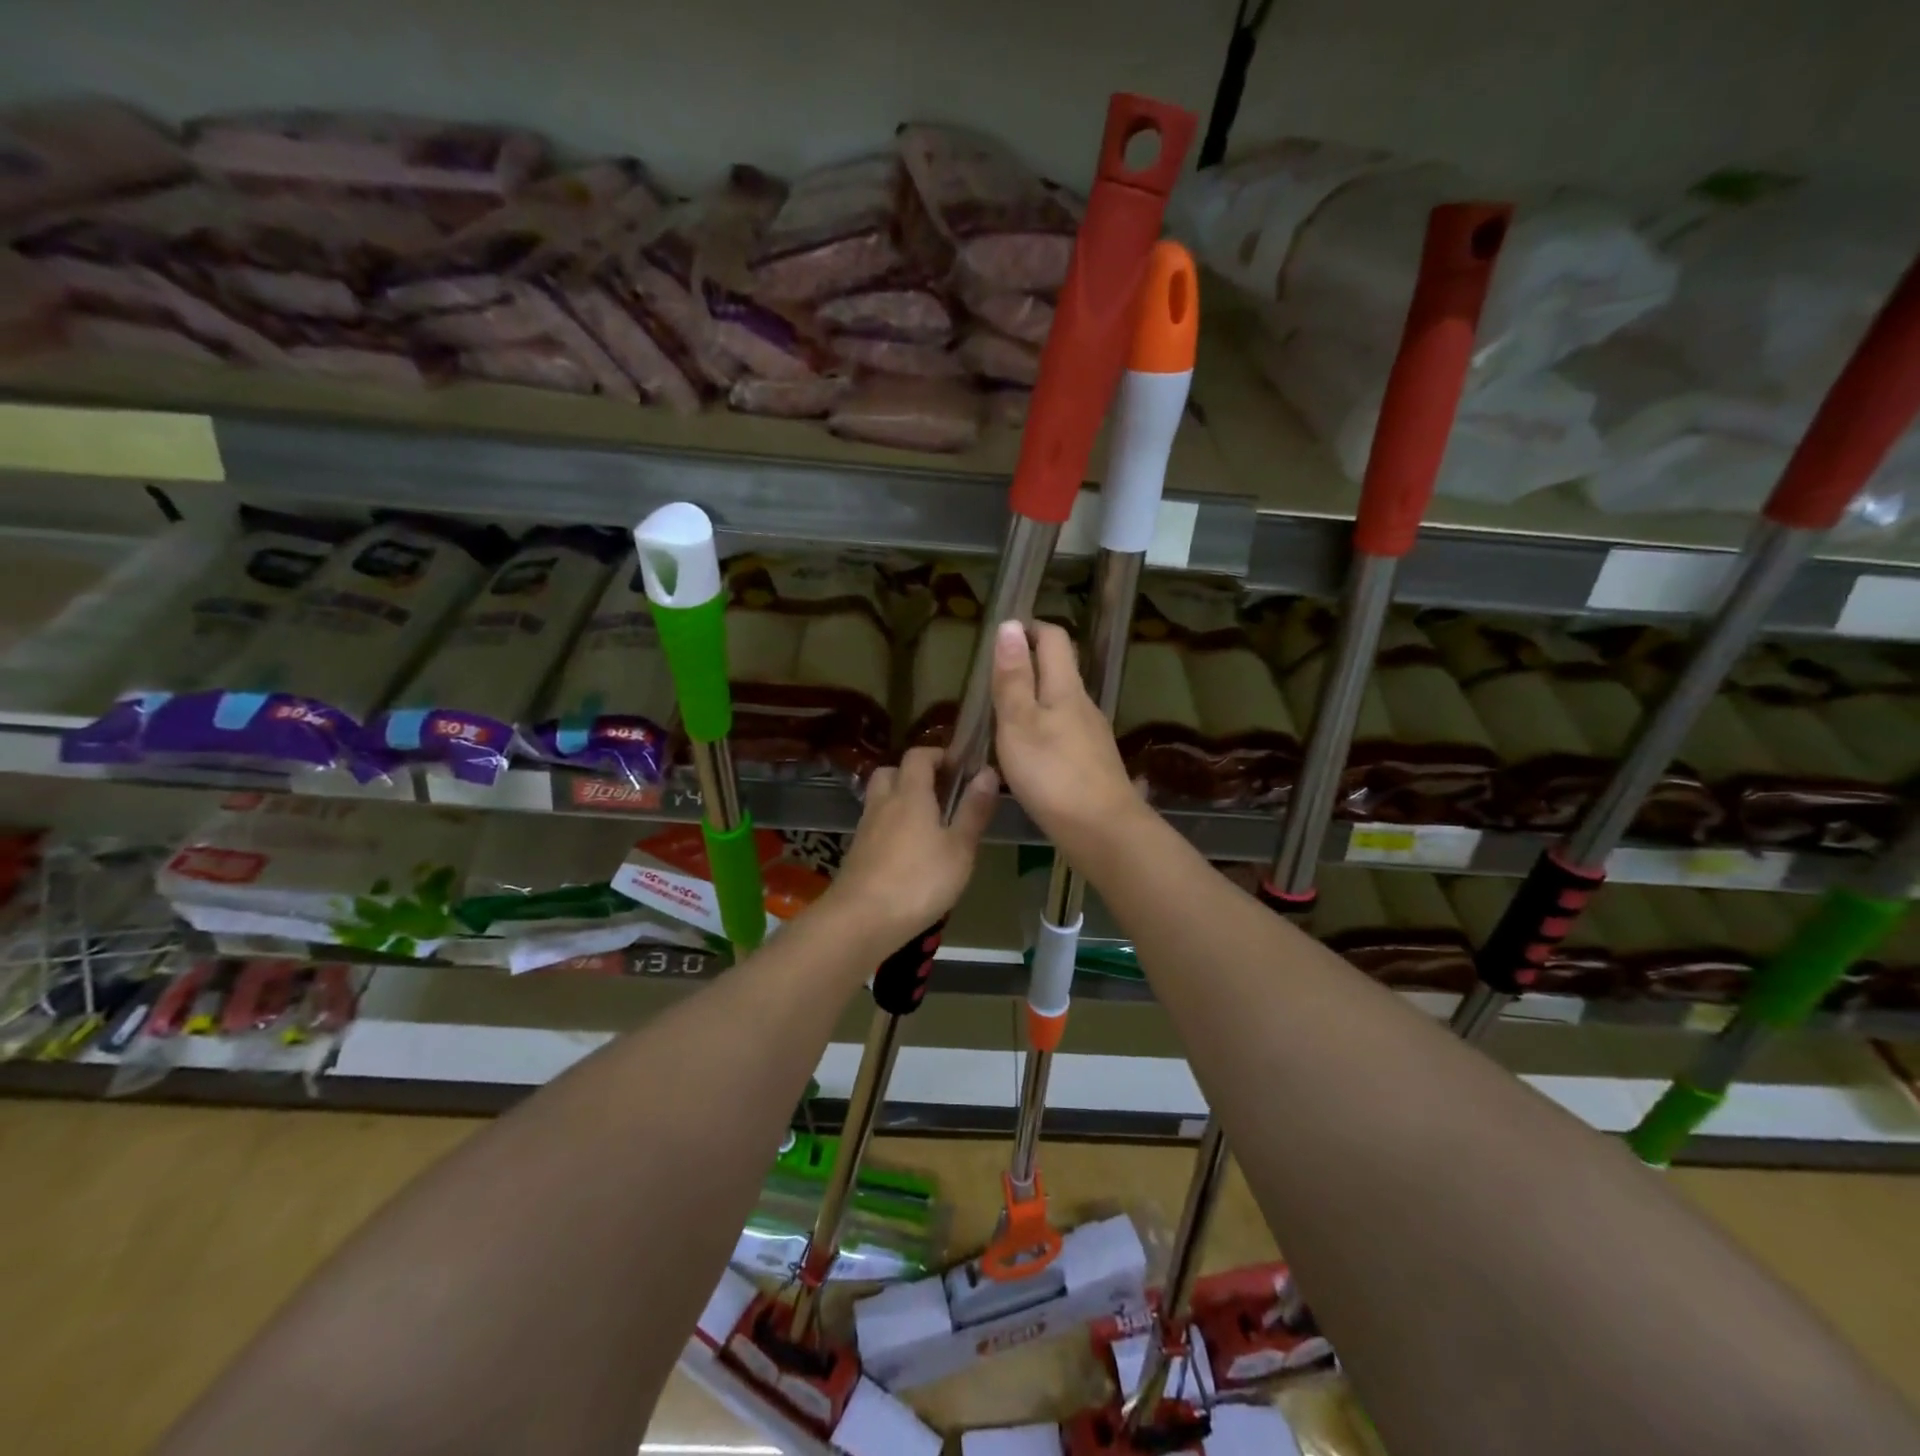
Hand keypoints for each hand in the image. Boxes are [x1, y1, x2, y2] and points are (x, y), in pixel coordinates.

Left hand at [830, 746, 997, 945]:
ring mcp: (865, 829)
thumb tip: (988, 772)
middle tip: (939, 793)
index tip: (959, 768)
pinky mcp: (857, 854)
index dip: (938, 755)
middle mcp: (883, 803)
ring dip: (900, 801)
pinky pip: (875, 826)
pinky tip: (908, 854)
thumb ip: (973, 810)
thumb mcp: (959, 848)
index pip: (918, 755)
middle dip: (913, 775)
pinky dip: (890, 828)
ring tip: (927, 825)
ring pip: (880, 800)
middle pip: (891, 772)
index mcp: (910, 794)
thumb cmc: (919, 881)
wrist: (861, 920)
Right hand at [991, 620, 1144, 856]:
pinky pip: (1064, 731)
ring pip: (1061, 702)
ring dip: (1034, 699)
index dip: (1029, 629)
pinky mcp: (1092, 762)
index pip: (1053, 638)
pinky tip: (1027, 754)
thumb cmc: (1052, 774)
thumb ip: (1013, 677)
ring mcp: (1092, 735)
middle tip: (993, 679)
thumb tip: (1010, 625)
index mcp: (1066, 687)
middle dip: (1029, 664)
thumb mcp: (1019, 723)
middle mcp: (1084, 704)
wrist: (1102, 831)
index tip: (1001, 637)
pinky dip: (1043, 729)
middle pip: (1059, 669)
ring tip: (1001, 718)